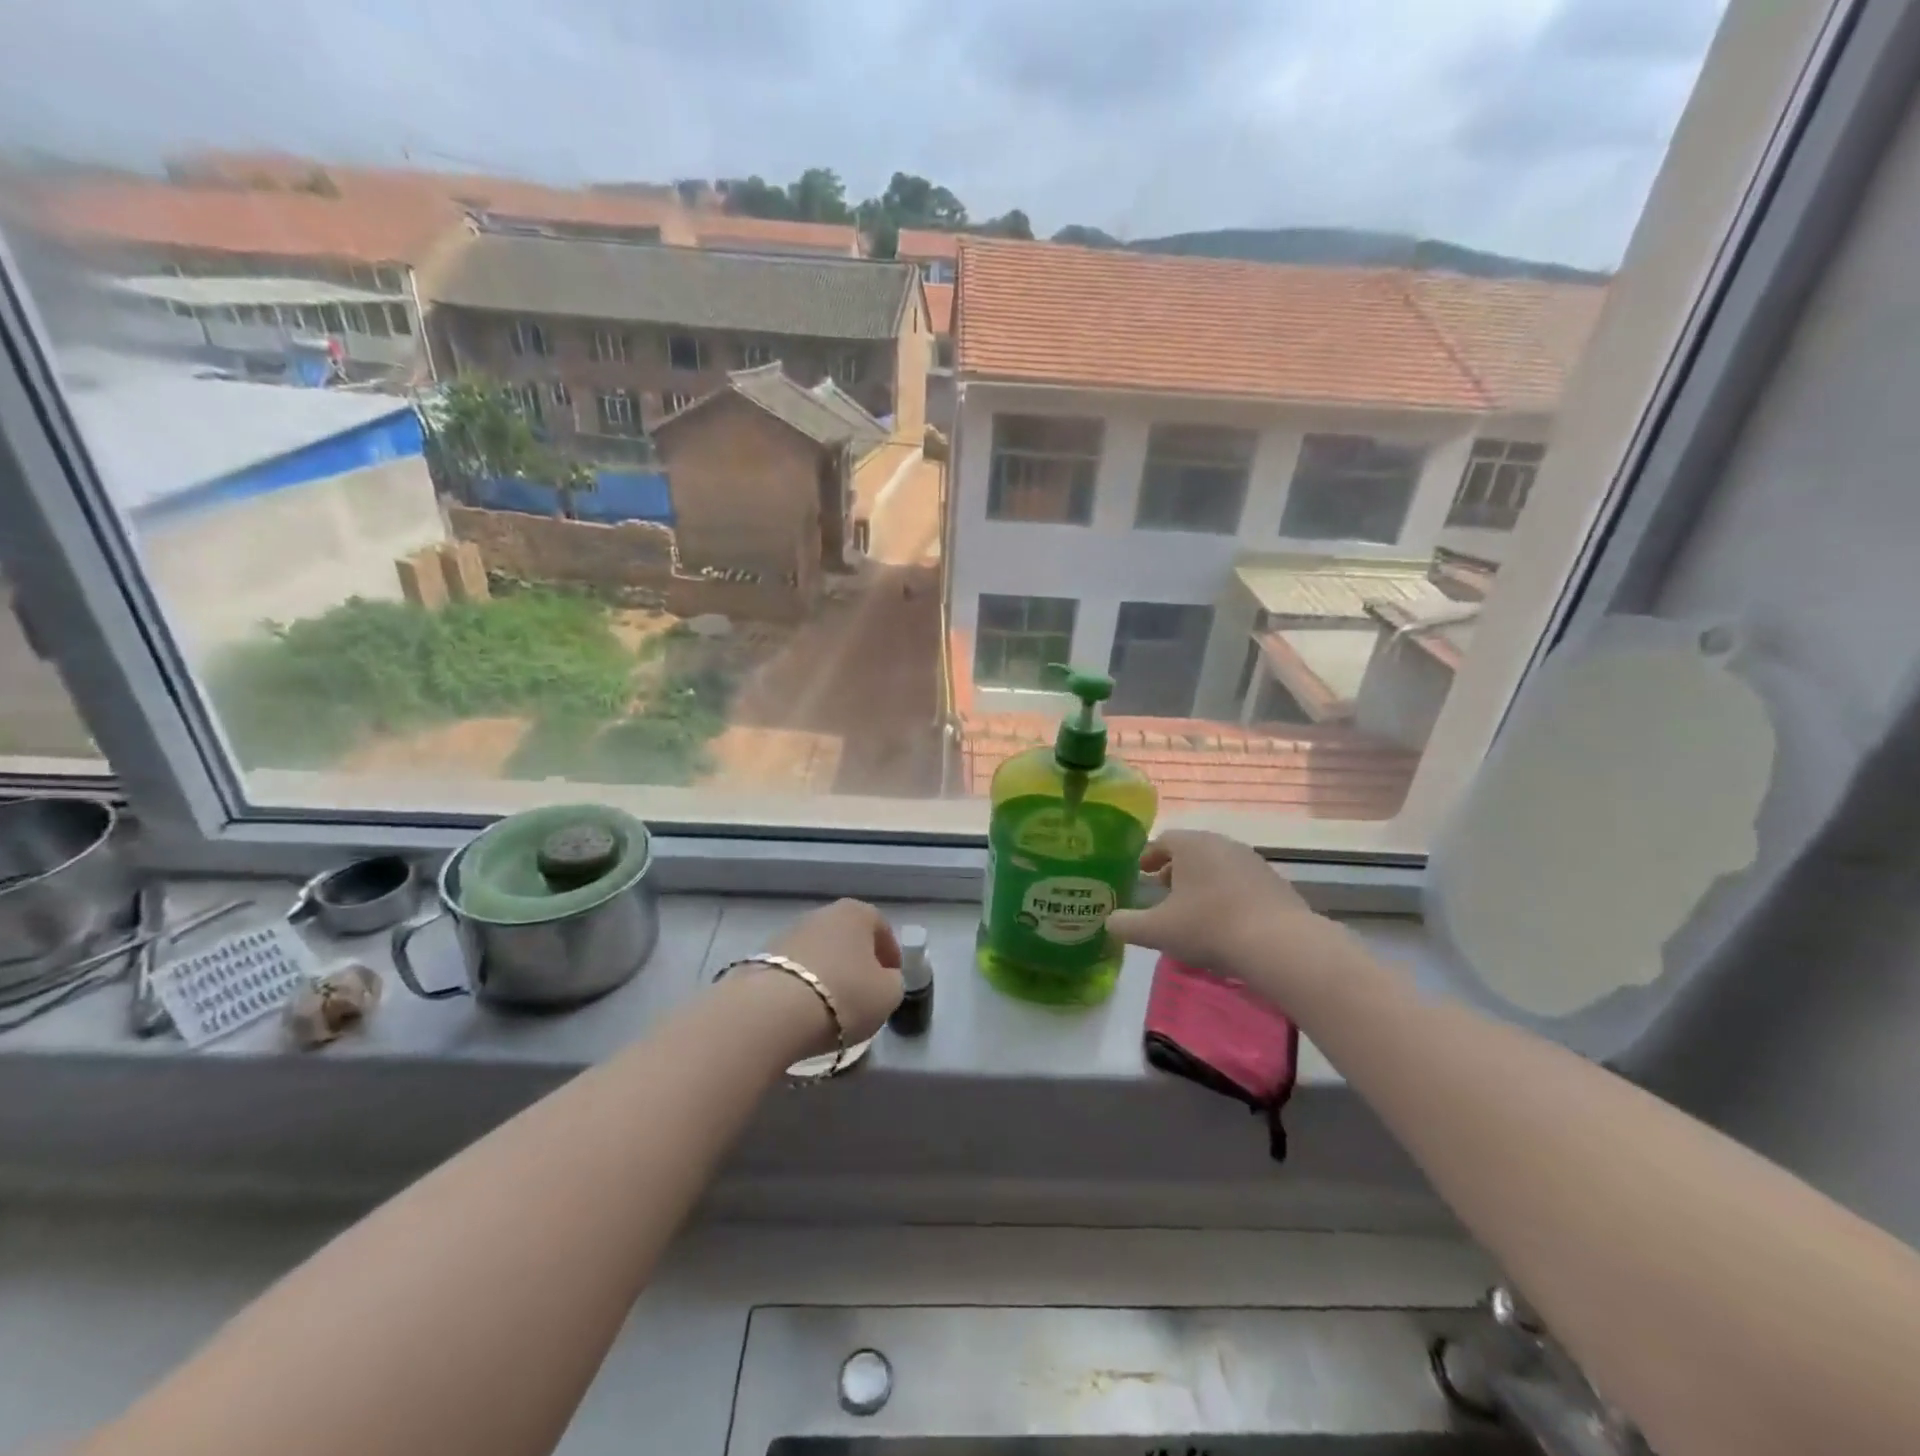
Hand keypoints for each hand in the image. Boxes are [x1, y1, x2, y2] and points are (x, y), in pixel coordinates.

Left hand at [765, 899, 903, 1049]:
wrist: (772, 1012)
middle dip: (857, 962)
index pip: (881, 928)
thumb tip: (883, 979)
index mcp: (856, 913)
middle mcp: (821, 914)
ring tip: (831, 1007)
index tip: (892, 980)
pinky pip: (794, 971)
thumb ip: (893, 982)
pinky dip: (803, 986)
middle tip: (863, 994)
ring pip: (819, 953)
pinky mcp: (762, 958)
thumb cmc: (843, 995)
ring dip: (828, 974)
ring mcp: (788, 933)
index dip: (890, 955)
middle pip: (847, 937)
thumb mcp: (888, 994)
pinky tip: (805, 1011)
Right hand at [1107, 831, 1346, 1001]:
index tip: (1141, 873)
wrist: (1279, 944)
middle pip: (1192, 850)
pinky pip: (1240, 882)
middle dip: (1175, 869)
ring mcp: (1253, 861)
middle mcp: (1222, 844)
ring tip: (1192, 908)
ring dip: (1202, 881)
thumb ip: (1126, 925)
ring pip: (1218, 865)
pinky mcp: (1275, 882)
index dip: (1149, 856)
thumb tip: (1108, 921)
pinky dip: (1226, 893)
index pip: (1164, 840)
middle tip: (1162, 891)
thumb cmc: (1209, 927)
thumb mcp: (1157, 930)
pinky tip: (1224, 920)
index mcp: (1192, 845)